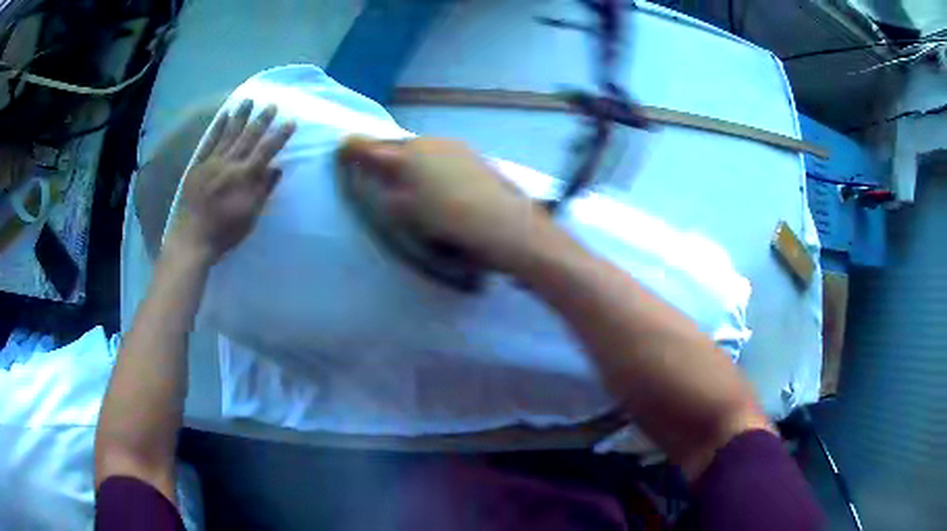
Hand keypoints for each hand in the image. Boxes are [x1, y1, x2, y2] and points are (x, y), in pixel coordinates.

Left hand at [168, 100, 294, 263]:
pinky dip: (218, 128)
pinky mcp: (198, 166)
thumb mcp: (250, 217)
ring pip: (229, 134)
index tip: (290, 122)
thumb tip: (276, 169)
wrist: (191, 240)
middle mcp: (229, 164)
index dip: (279, 136)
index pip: (266, 151)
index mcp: (244, 178)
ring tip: (249, 100)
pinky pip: (209, 142)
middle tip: (272, 104)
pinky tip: (224, 116)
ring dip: (240, 116)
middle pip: (249, 137)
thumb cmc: (224, 233)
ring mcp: (212, 162)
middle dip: (262, 120)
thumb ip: (263, 191)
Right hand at [338, 136, 550, 272]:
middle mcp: (426, 141)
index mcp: (404, 156)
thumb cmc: (446, 221)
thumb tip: (376, 175)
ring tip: (414, 182)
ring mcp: (452, 144)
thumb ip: (384, 189)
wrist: (502, 223)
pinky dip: (432, 163)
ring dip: (411, 160)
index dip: (353, 148)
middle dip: (384, 155)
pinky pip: (441, 154)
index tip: (342, 148)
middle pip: (396, 145)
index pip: (369, 146)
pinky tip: (442, 182)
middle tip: (379, 173)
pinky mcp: (471, 153)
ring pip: (420, 149)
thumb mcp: (404, 212)